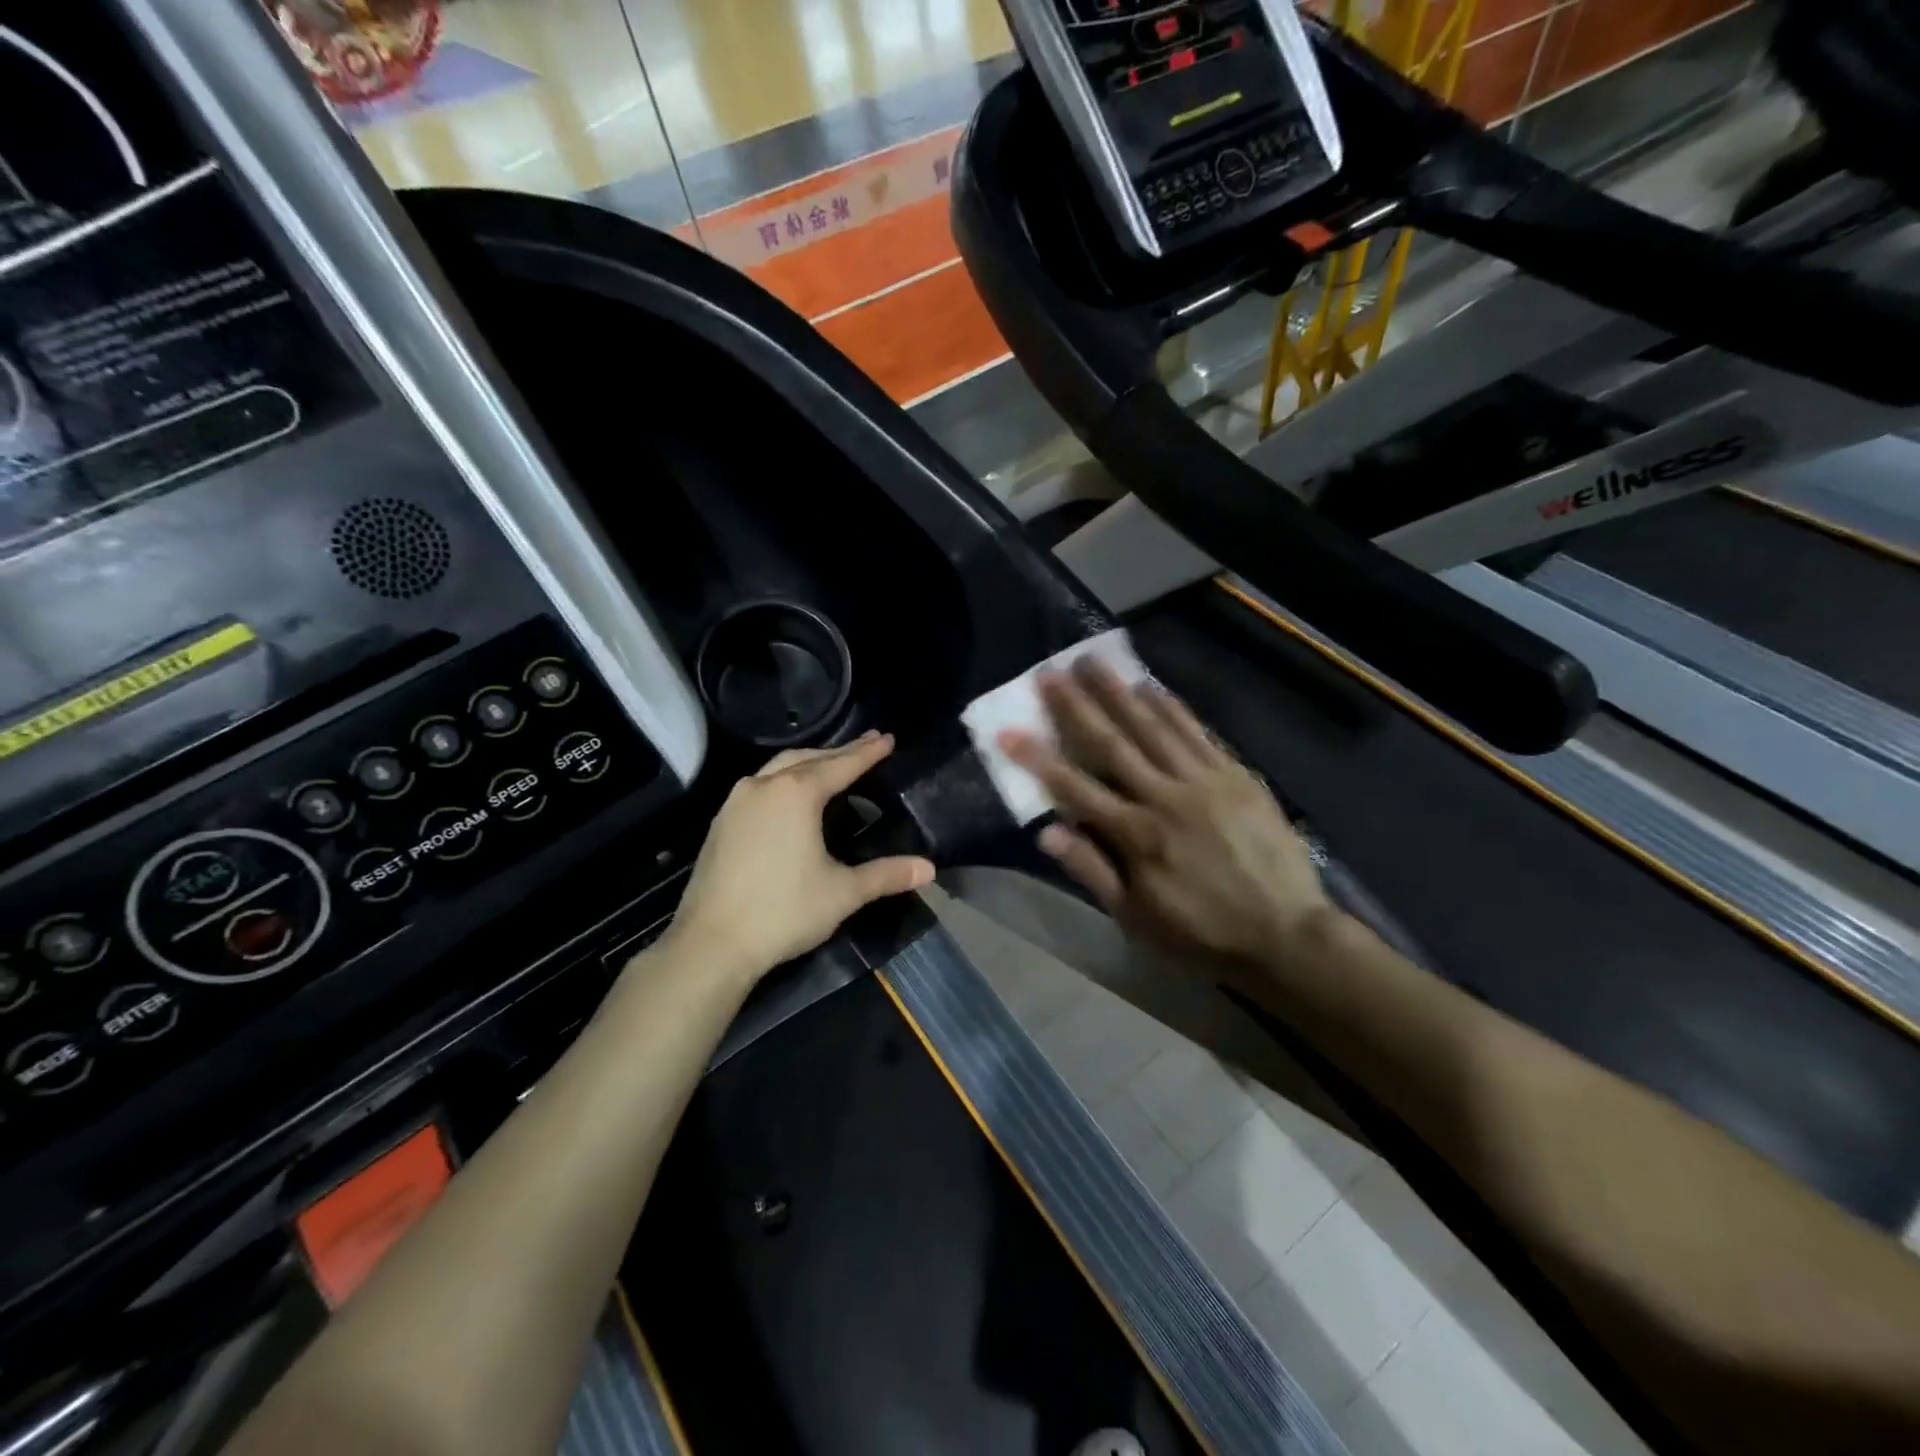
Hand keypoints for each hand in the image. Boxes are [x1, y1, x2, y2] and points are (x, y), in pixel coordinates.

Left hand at [662, 731, 934, 982]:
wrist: (712, 943)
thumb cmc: (783, 911)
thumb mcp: (843, 892)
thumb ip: (886, 875)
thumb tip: (928, 869)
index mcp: (797, 794)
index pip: (841, 765)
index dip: (867, 753)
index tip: (887, 738)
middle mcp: (764, 786)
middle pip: (809, 758)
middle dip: (840, 751)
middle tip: (867, 744)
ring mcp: (737, 802)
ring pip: (779, 768)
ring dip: (809, 762)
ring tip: (832, 764)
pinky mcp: (721, 822)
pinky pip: (760, 785)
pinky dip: (784, 779)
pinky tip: (790, 794)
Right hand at [1000, 660, 1331, 970]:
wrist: (1287, 934)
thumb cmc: (1202, 934)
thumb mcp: (1136, 918)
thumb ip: (1091, 871)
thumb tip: (1046, 832)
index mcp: (1136, 835)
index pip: (1074, 787)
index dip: (1037, 758)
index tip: (1008, 730)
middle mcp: (1165, 797)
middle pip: (1112, 743)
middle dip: (1076, 706)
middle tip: (1049, 672)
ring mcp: (1204, 781)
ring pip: (1153, 727)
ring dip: (1119, 692)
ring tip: (1093, 662)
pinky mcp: (1236, 775)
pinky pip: (1198, 732)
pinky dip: (1172, 707)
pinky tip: (1151, 686)